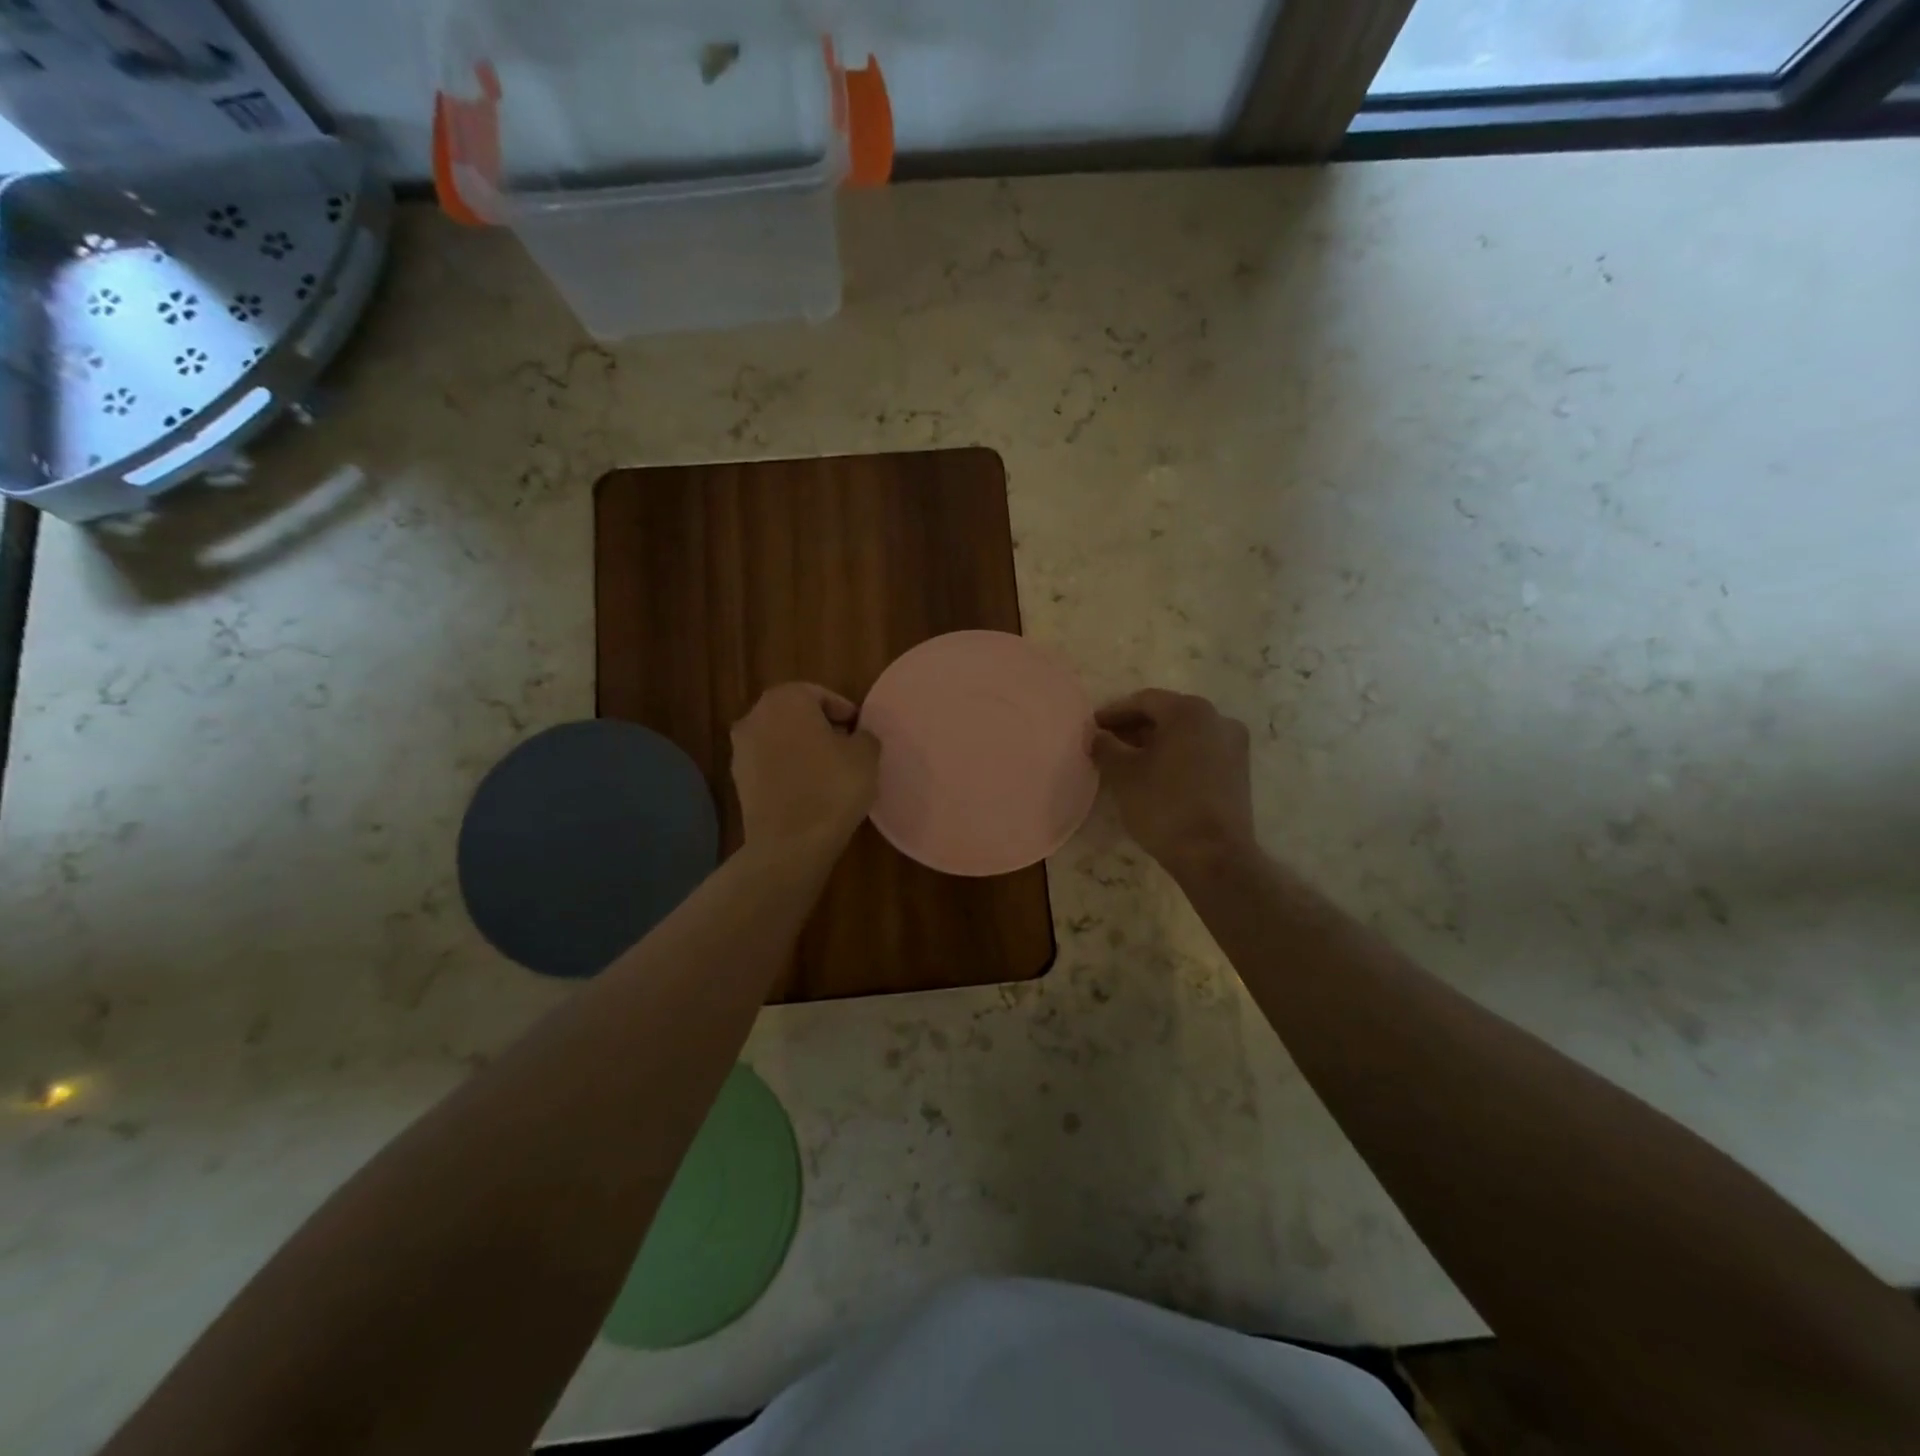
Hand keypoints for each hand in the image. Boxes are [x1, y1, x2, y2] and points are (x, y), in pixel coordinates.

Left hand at [731, 683, 879, 854]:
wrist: (789, 844)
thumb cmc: (832, 788)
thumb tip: (857, 737)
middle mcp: (755, 716)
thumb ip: (864, 736)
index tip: (860, 732)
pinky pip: (770, 766)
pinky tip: (809, 792)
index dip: (844, 712)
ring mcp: (740, 750)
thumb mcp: (865, 756)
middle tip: (847, 749)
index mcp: (786, 699)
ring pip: (780, 740)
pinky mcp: (738, 781)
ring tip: (829, 773)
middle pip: (795, 715)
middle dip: (821, 728)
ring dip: (802, 750)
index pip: (820, 695)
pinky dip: (787, 771)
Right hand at [1091, 689, 1255, 874]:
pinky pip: (1200, 750)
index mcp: (1189, 711)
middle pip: (1167, 714)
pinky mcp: (1238, 770)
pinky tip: (1155, 773)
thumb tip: (1098, 736)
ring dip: (1155, 741)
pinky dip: (1176, 754)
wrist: (1214, 855)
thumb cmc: (1164, 806)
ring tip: (1127, 759)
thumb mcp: (1123, 774)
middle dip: (1134, 726)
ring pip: (1185, 733)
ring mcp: (1233, 744)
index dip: (1114, 712)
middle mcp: (1217, 719)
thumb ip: (1106, 746)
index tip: (1092, 726)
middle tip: (1107, 742)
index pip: (1144, 701)